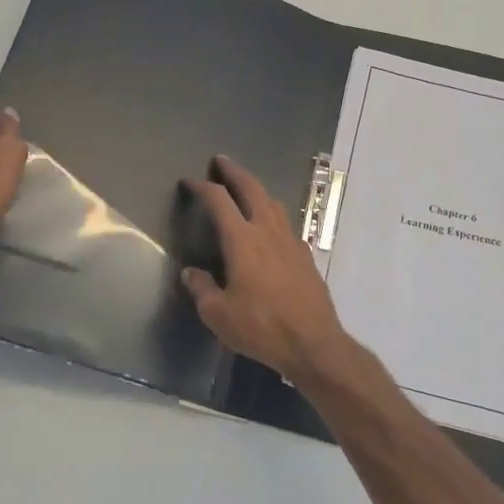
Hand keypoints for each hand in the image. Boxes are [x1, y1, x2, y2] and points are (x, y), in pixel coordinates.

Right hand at [180, 155, 354, 384]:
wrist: (313, 343)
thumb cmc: (261, 327)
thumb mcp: (218, 314)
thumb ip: (202, 289)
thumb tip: (191, 273)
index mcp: (242, 241)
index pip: (219, 201)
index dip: (202, 187)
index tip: (190, 182)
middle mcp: (268, 232)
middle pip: (252, 189)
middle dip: (234, 172)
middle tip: (221, 161)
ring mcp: (291, 241)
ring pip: (274, 202)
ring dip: (257, 189)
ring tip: (246, 188)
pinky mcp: (306, 256)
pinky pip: (287, 224)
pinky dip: (273, 214)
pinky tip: (270, 227)